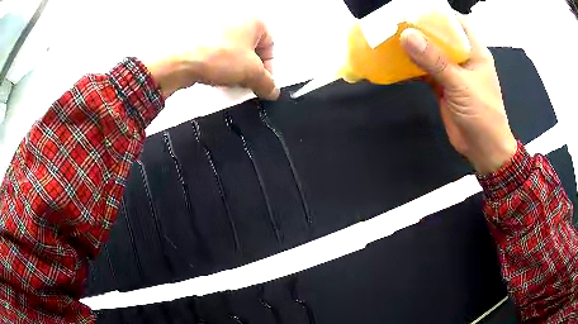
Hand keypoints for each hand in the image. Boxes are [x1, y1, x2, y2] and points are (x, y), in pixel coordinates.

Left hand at [146, 19, 279, 100]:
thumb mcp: (251, 72)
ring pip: (234, 52)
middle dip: (251, 69)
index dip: (269, 68)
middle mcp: (235, 20)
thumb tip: (272, 90)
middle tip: (247, 83)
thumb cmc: (216, 55)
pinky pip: (218, 53)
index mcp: (253, 21)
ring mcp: (216, 28)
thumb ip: (267, 82)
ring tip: (230, 81)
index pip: (270, 46)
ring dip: (236, 68)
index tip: (263, 83)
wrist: (180, 60)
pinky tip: (216, 76)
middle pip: (251, 49)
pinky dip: (221, 65)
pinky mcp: (201, 38)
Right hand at [400, 16, 516, 174]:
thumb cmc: (482, 115)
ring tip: (390, 38)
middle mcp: (463, 58)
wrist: (483, 150)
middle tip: (396, 21)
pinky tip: (396, 63)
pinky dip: (412, 67)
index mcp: (474, 51)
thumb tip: (407, 36)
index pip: (456, 23)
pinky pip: (425, 71)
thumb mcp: (460, 85)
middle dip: (420, 28)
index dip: (438, 14)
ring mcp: (452, 72)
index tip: (415, 9)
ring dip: (413, 47)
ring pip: (430, 53)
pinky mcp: (443, 86)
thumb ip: (435, 61)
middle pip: (440, 36)